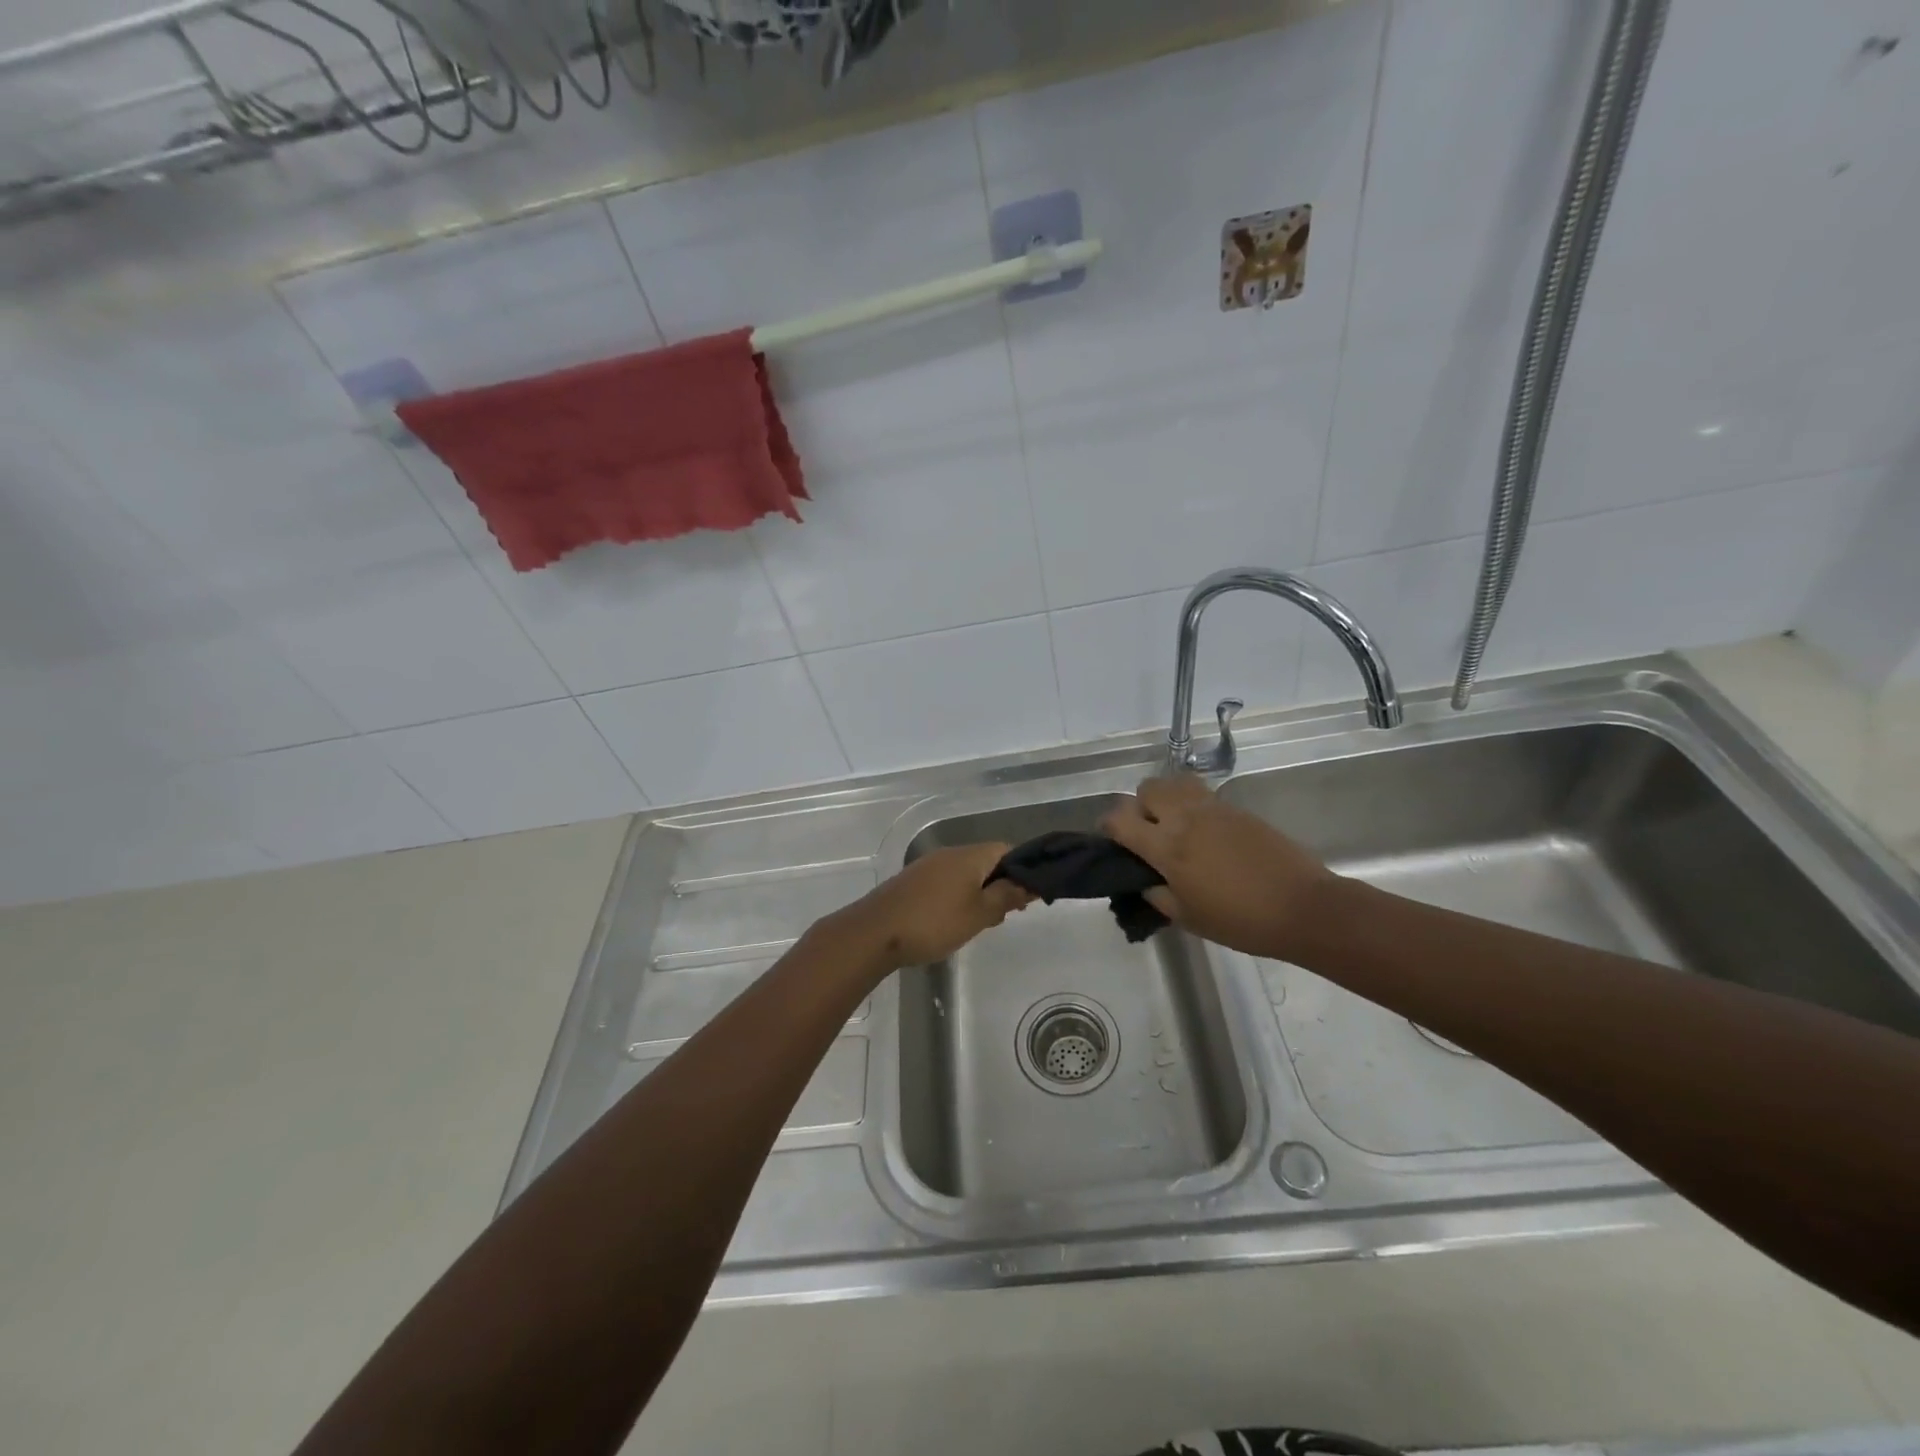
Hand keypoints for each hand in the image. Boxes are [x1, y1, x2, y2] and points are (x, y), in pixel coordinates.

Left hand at [837, 842, 1031, 970]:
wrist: (875, 932)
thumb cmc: (934, 922)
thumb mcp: (979, 913)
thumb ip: (1006, 896)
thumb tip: (1029, 883)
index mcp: (970, 856)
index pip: (1007, 850)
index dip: (1023, 870)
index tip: (1027, 897)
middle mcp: (949, 854)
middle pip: (986, 862)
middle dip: (1000, 885)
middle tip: (1004, 916)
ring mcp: (928, 866)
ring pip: (965, 874)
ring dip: (978, 894)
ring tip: (980, 923)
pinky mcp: (912, 882)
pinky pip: (946, 883)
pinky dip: (957, 898)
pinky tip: (953, 922)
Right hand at [1100, 775, 1329, 959]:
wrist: (1302, 907)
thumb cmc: (1240, 921)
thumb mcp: (1188, 918)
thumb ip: (1158, 895)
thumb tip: (1146, 880)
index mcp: (1167, 847)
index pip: (1120, 819)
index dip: (1108, 826)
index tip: (1113, 841)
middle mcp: (1185, 818)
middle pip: (1146, 789)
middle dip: (1139, 806)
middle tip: (1148, 832)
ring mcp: (1214, 809)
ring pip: (1175, 782)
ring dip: (1167, 798)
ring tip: (1176, 825)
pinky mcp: (1237, 809)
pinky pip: (1203, 795)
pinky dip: (1193, 806)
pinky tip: (1206, 835)